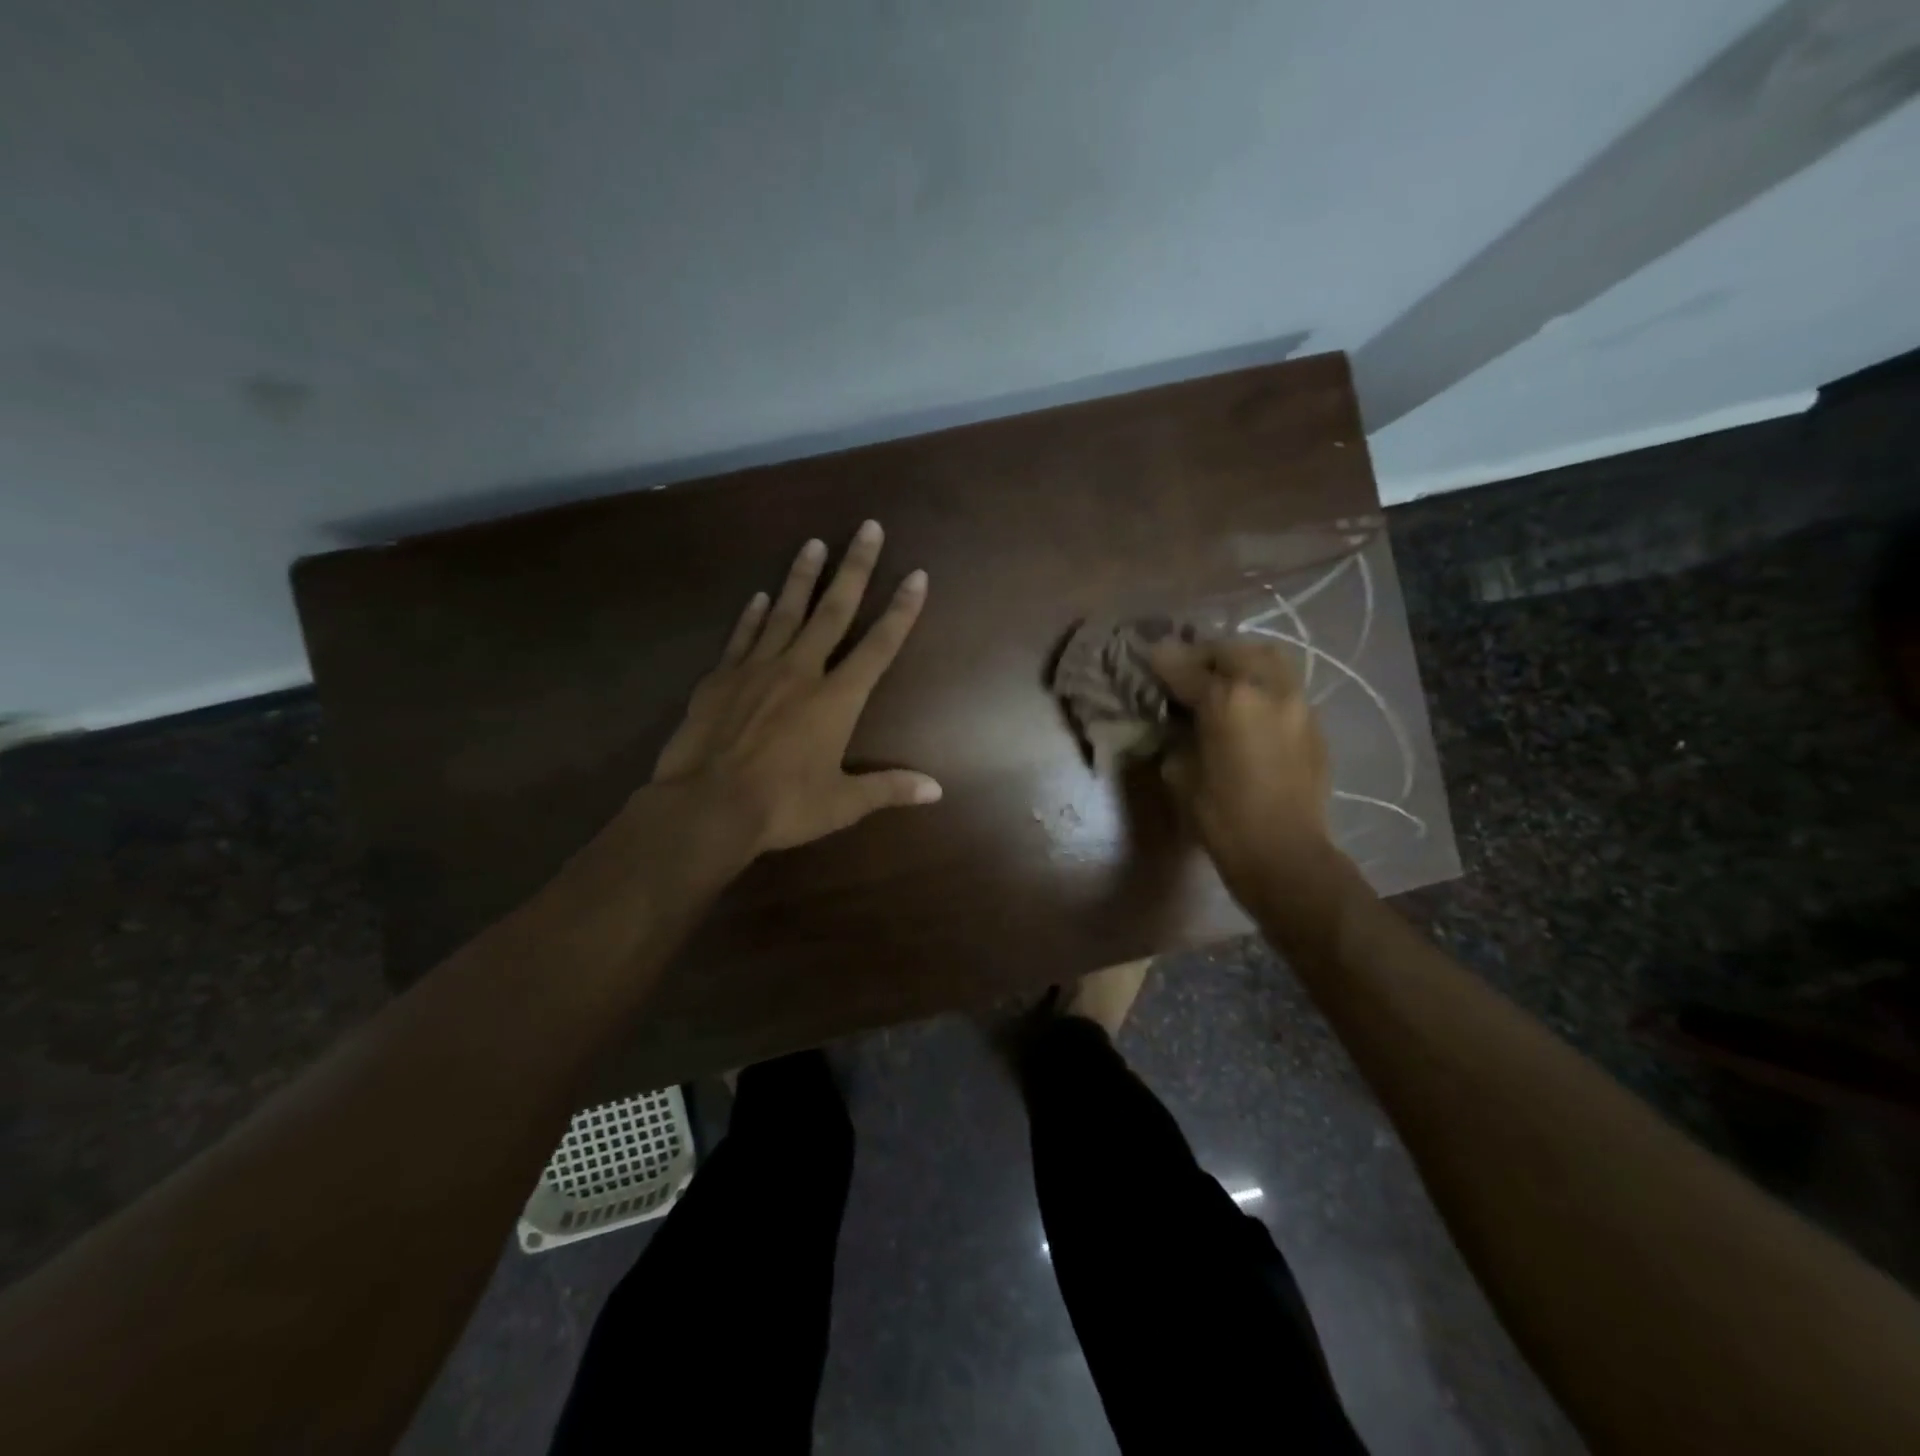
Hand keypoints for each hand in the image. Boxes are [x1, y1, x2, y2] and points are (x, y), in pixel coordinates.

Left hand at [653, 520, 941, 855]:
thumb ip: (889, 788)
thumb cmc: (783, 806)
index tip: (916, 575)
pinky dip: (752, 615)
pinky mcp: (720, 678)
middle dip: (855, 568)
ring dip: (803, 577)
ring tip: (814, 542)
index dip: (901, 611)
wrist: (707, 807)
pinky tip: (759, 596)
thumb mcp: (843, 803)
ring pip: (785, 612)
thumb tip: (937, 789)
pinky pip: (742, 636)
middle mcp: (801, 672)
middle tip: (868, 528)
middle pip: (834, 611)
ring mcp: (757, 669)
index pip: (879, 647)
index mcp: (836, 700)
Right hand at [1148, 636, 1332, 905]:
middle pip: (1232, 649)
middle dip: (1204, 654)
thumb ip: (1177, 735)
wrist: (1284, 854)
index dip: (1162, 661)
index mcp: (1227, 700)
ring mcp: (1296, 702)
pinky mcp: (1313, 722)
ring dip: (1240, 660)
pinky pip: (1284, 685)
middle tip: (1187, 670)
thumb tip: (1178, 721)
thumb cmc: (1221, 818)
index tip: (1148, 657)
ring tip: (1222, 679)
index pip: (1185, 667)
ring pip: (1268, 657)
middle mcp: (1266, 688)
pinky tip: (1248, 707)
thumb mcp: (1180, 774)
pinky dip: (1261, 684)